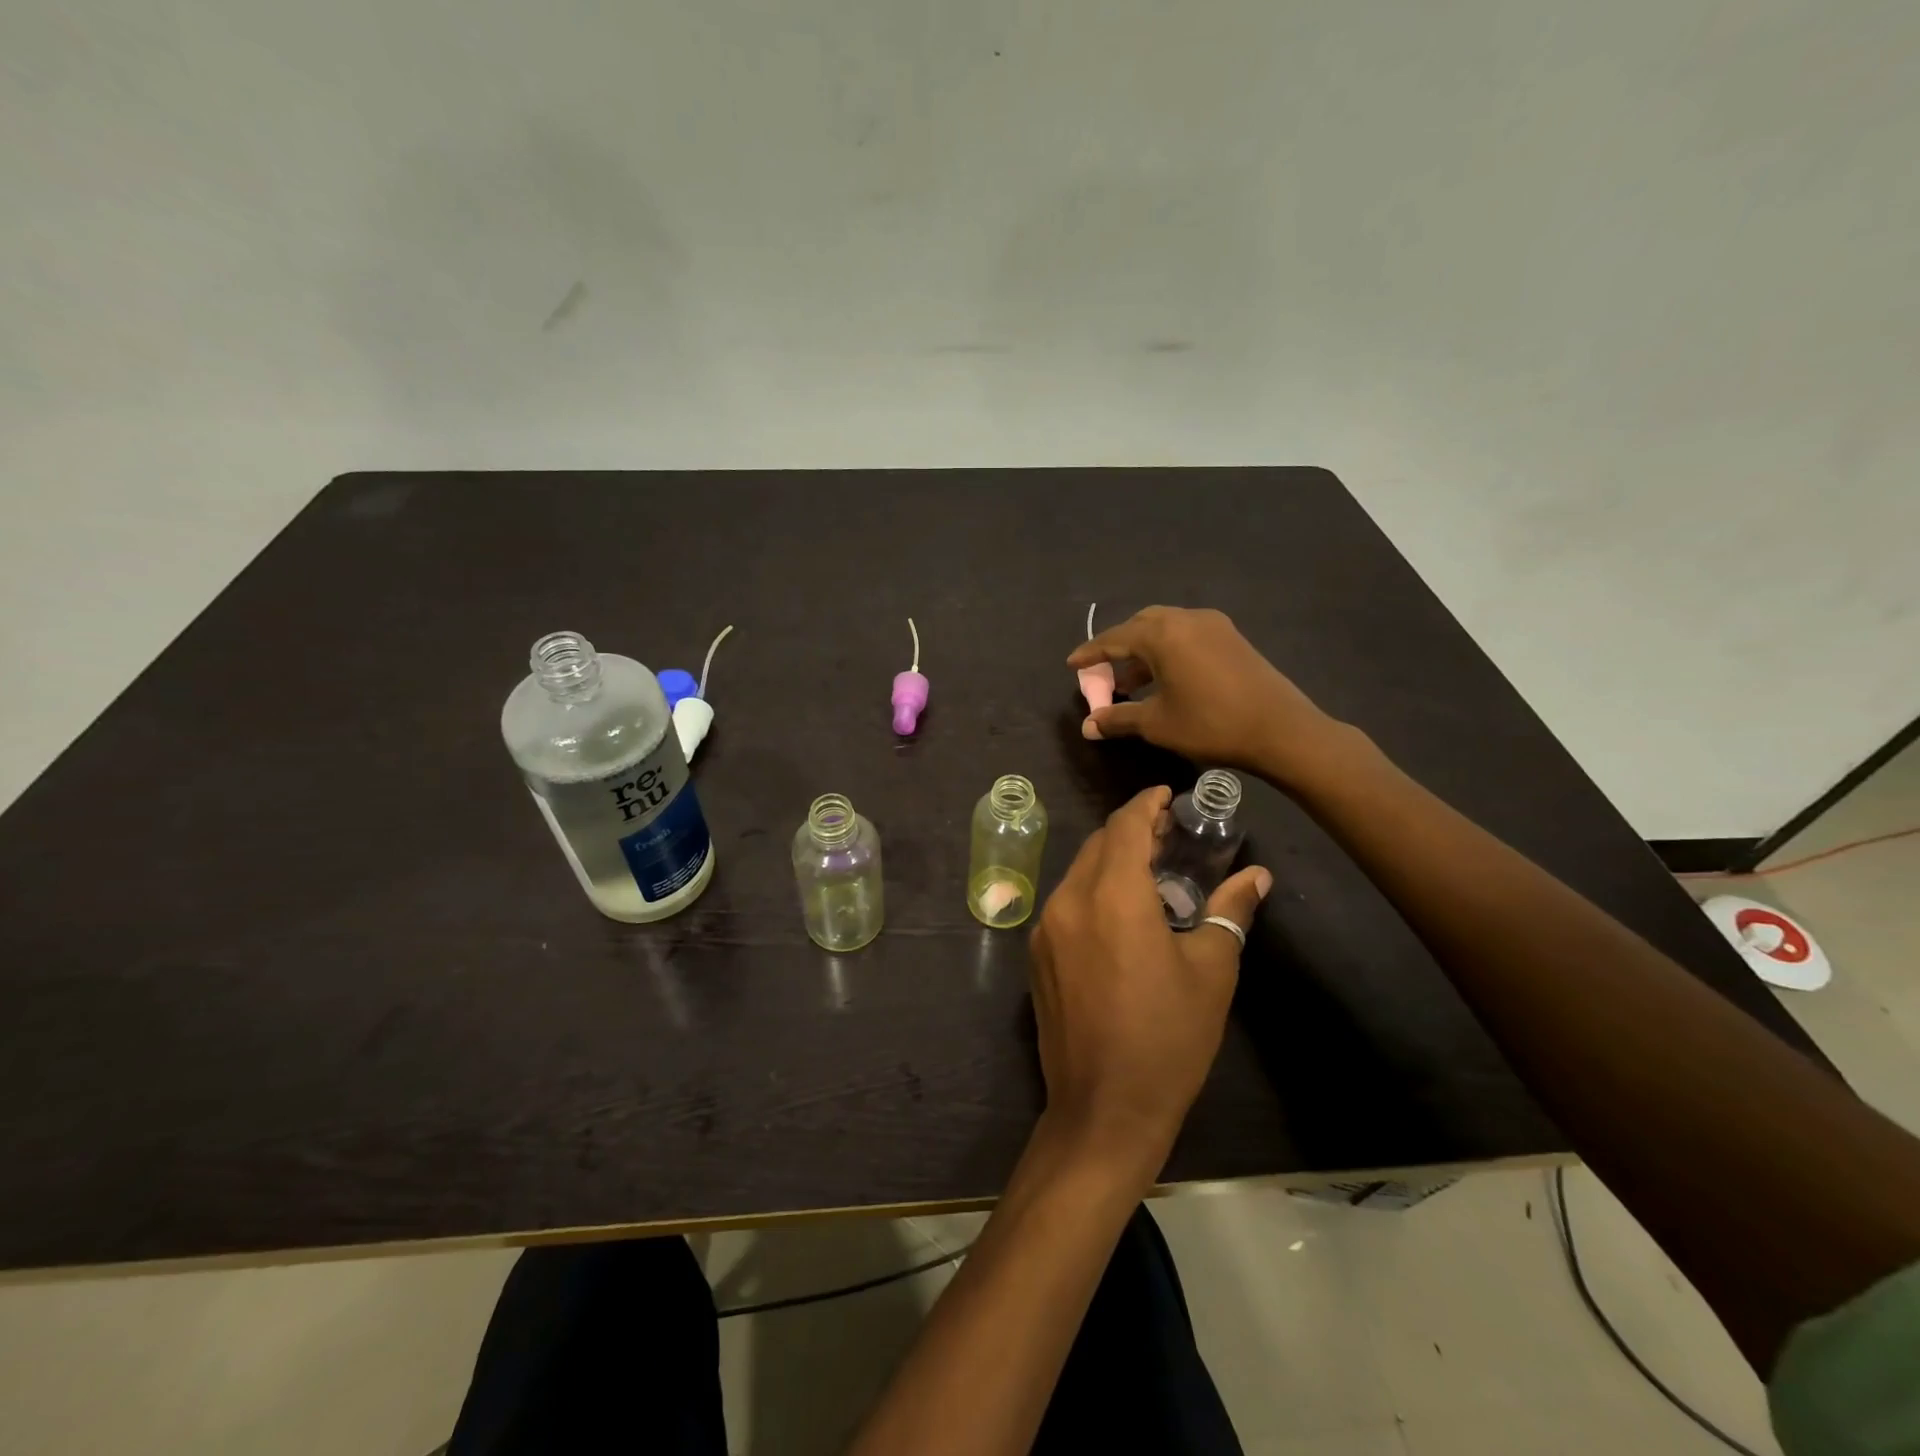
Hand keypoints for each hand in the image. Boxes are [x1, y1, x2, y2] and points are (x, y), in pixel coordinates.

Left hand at [1029, 786, 1272, 1178]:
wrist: (1103, 1109)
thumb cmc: (1167, 1039)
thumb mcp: (1211, 972)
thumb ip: (1230, 912)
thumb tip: (1256, 877)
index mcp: (1112, 896)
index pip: (1125, 826)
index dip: (1146, 804)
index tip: (1168, 796)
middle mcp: (1069, 900)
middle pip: (1098, 844)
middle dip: (1131, 830)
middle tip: (1169, 835)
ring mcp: (1045, 927)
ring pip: (1079, 870)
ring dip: (1111, 860)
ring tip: (1150, 871)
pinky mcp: (1036, 953)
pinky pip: (1066, 901)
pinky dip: (1092, 889)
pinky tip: (1120, 911)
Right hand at [1067, 606, 1343, 788]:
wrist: (1281, 730)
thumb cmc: (1211, 725)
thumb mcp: (1157, 724)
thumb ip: (1118, 718)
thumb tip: (1088, 726)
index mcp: (1162, 635)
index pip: (1114, 639)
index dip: (1090, 654)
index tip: (1072, 665)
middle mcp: (1185, 619)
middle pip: (1140, 625)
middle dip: (1118, 648)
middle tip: (1104, 673)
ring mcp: (1213, 625)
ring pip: (1165, 628)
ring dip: (1144, 651)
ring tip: (1132, 682)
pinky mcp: (1231, 637)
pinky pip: (1186, 635)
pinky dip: (1167, 651)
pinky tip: (1165, 679)